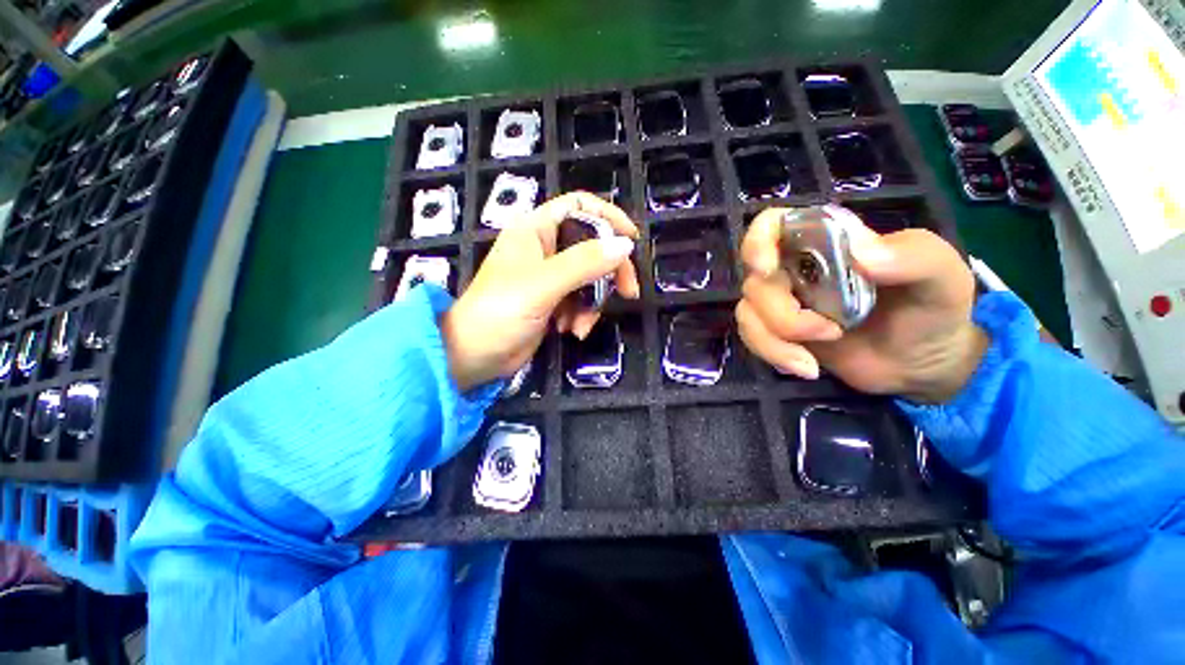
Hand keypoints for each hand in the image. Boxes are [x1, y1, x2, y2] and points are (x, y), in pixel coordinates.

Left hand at [441, 192, 640, 390]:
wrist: (474, 356)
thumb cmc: (500, 312)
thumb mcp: (543, 284)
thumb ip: (584, 263)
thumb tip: (625, 245)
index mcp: (536, 229)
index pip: (580, 205)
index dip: (609, 216)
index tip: (631, 240)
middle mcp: (545, 247)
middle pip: (593, 245)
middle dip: (610, 271)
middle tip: (627, 292)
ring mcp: (550, 276)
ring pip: (591, 277)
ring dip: (593, 302)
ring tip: (579, 326)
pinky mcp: (553, 300)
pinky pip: (582, 299)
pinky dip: (582, 315)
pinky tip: (571, 331)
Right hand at [736, 208, 987, 403]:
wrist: (922, 365)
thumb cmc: (933, 311)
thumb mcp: (942, 277)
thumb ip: (913, 255)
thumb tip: (860, 254)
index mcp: (827, 241)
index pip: (773, 224)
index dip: (758, 241)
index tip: (767, 269)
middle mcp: (795, 267)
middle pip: (755, 280)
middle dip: (781, 313)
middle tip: (828, 333)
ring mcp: (783, 301)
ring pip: (747, 312)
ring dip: (774, 339)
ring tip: (813, 360)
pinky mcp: (778, 331)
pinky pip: (751, 336)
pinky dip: (772, 353)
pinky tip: (805, 368)